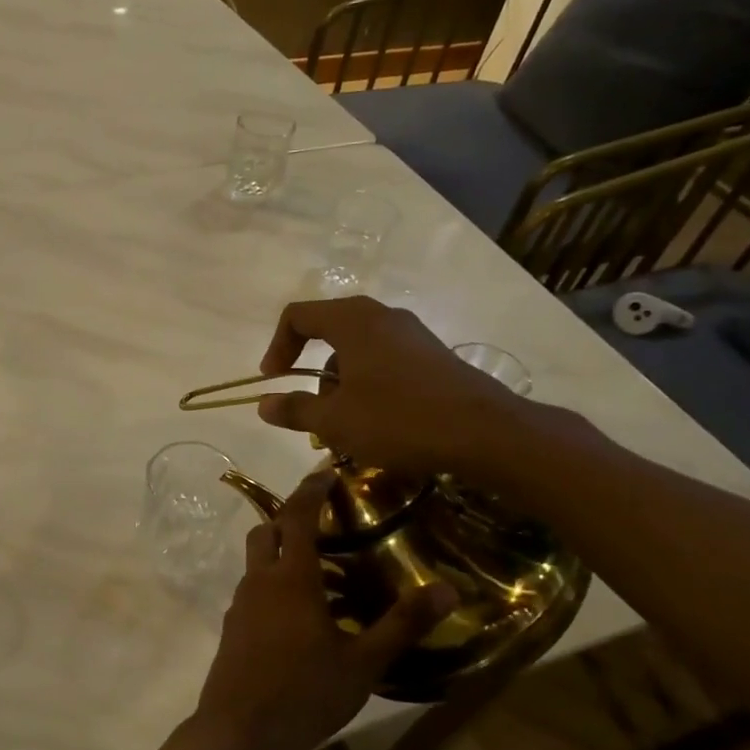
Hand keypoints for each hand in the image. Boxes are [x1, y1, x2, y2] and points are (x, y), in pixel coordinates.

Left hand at [191, 475, 458, 749]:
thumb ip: (402, 623)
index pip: (295, 515)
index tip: (325, 471)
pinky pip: (254, 591)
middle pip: (266, 531)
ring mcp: (240, 605)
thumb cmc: (304, 693)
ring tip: (324, 572)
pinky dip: (275, 585)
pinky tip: (303, 616)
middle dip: (290, 517)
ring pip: (258, 562)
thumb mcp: (363, 662)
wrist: (239, 733)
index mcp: (290, 577)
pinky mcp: (232, 629)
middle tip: (325, 521)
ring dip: (283, 554)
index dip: (309, 489)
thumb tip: (446, 588)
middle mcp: (259, 581)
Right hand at [255, 296, 529, 481]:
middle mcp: (382, 316)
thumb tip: (263, 404)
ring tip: (344, 422)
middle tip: (309, 405)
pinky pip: (385, 359)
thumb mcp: (335, 421)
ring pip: (358, 347)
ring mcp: (412, 334)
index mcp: (352, 321)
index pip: (298, 316)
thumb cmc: (398, 420)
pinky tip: (377, 420)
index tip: (272, 380)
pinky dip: (367, 382)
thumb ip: (295, 409)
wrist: (485, 433)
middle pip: (329, 329)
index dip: (277, 346)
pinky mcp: (433, 355)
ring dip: (339, 380)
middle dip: (310, 368)